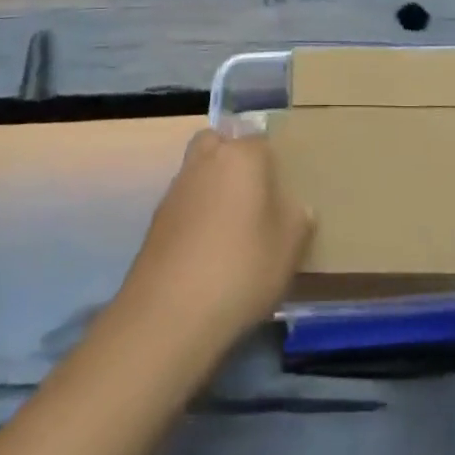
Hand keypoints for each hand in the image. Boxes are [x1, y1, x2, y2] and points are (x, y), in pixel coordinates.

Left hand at [118, 129, 313, 355]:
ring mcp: (176, 189)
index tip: (281, 191)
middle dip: (233, 157)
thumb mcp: (288, 248)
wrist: (169, 314)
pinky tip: (206, 248)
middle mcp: (205, 161)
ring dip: (211, 185)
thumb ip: (298, 220)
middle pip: (219, 142)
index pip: (261, 141)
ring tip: (231, 226)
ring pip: (198, 170)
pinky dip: (195, 213)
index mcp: (241, 156)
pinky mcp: (156, 219)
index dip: (273, 163)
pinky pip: (184, 202)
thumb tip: (298, 207)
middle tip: (252, 194)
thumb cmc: (241, 269)